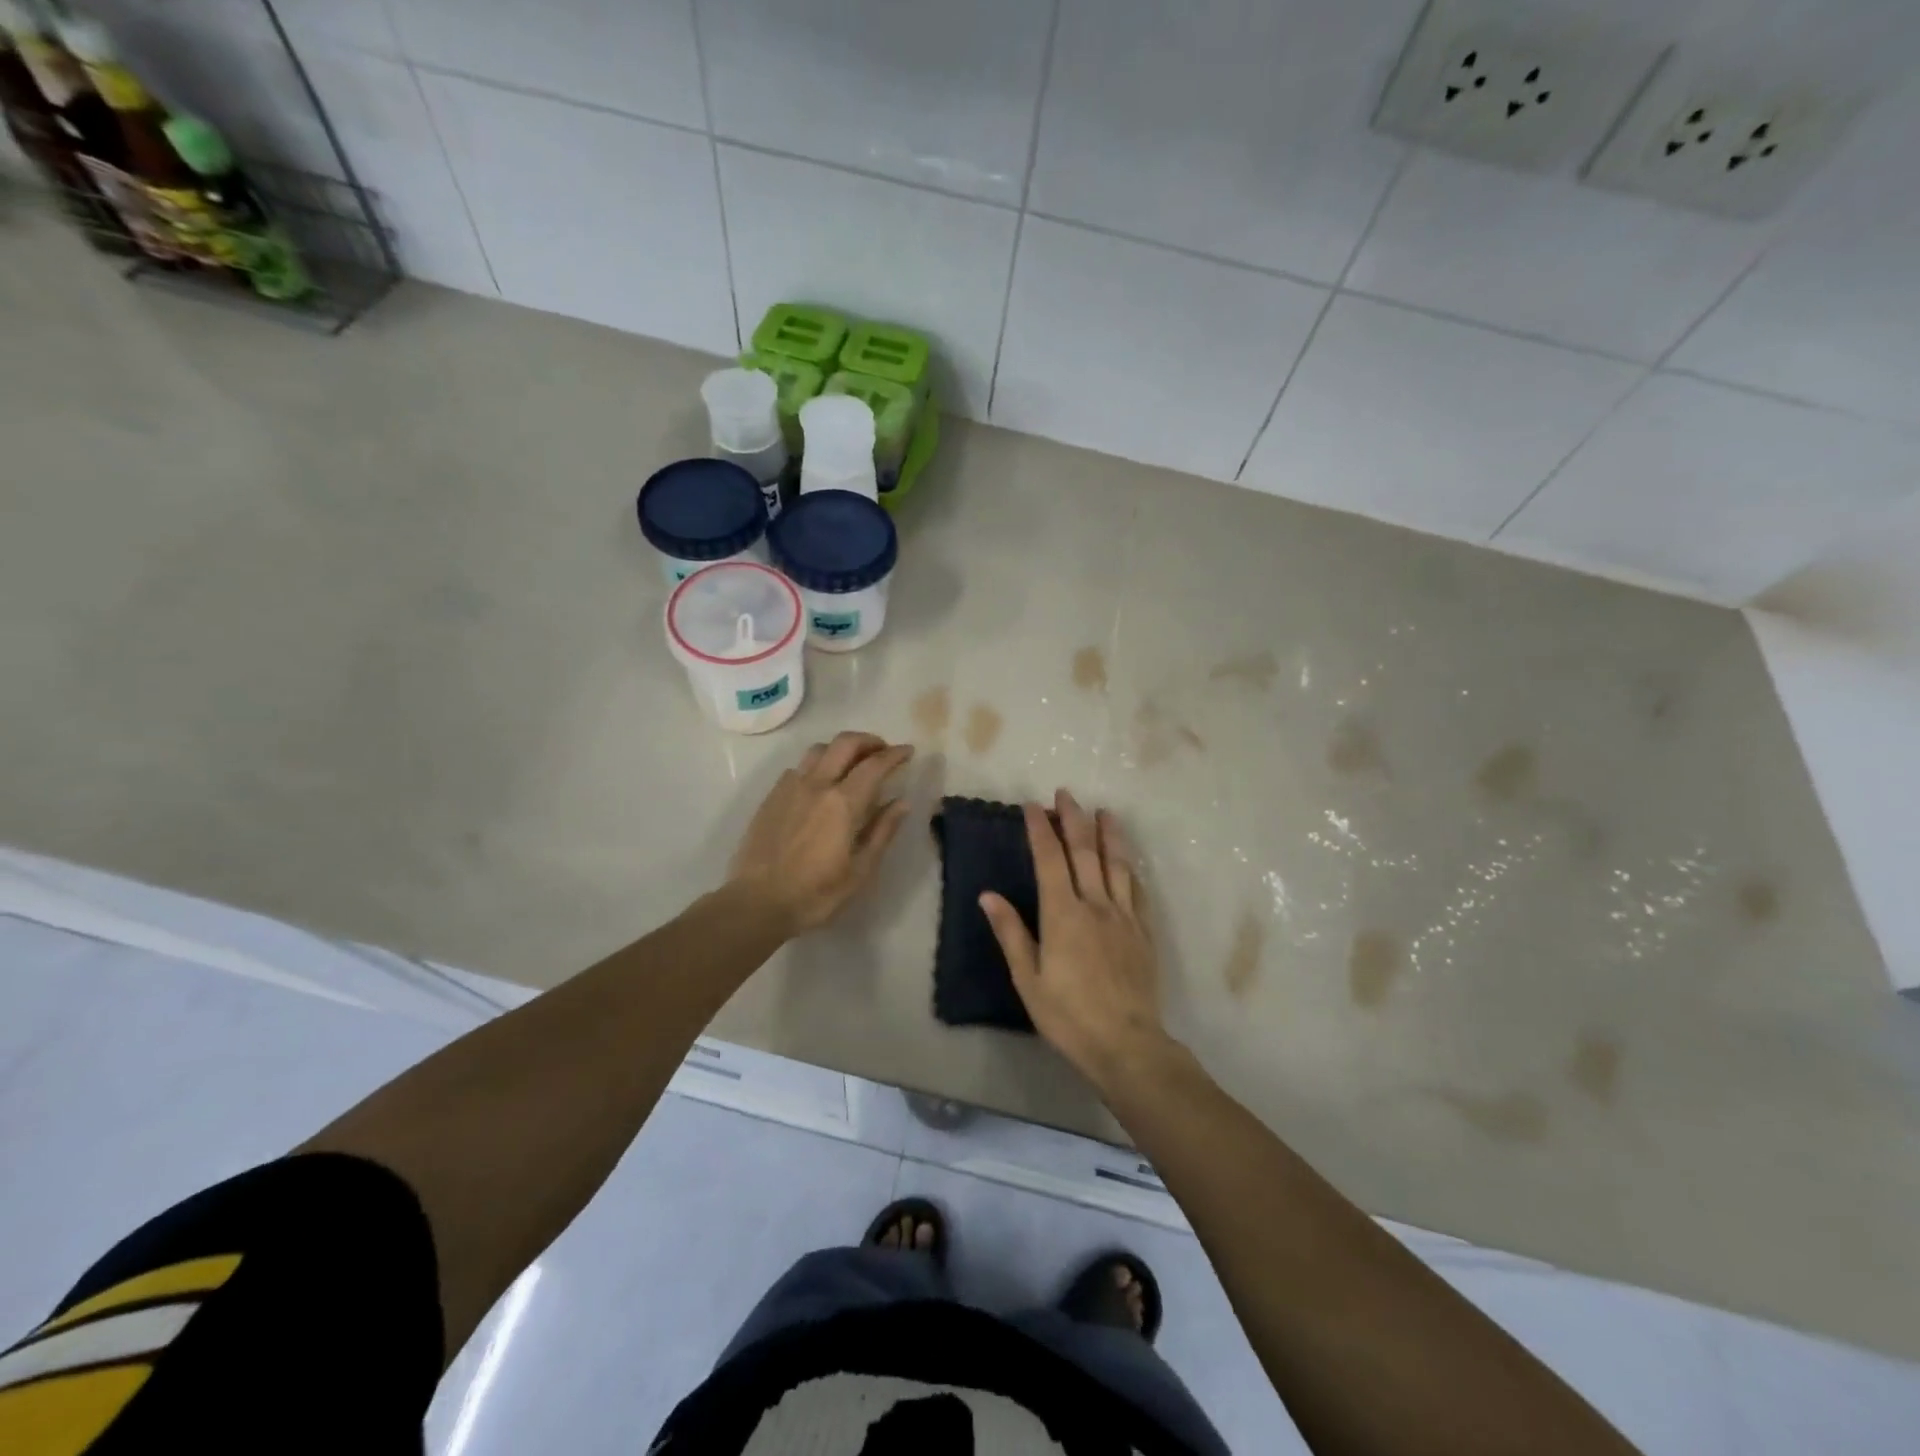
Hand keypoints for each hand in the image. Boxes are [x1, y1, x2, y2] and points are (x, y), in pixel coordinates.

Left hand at [729, 731, 913, 933]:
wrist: (756, 903)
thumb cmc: (815, 894)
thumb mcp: (860, 871)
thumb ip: (882, 831)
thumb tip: (902, 802)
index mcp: (843, 803)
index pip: (875, 765)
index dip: (895, 754)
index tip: (908, 751)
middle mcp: (817, 785)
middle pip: (845, 743)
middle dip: (869, 740)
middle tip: (883, 751)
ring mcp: (790, 788)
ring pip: (819, 749)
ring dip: (841, 748)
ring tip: (853, 763)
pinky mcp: (771, 797)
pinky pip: (798, 767)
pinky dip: (817, 765)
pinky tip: (820, 784)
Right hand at [979, 790, 1173, 1090]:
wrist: (1126, 1044)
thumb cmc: (1068, 1015)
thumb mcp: (1028, 979)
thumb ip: (1010, 933)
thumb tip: (988, 895)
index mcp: (1062, 914)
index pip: (1050, 859)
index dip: (1040, 829)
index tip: (1032, 806)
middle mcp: (1095, 905)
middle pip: (1085, 852)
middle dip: (1074, 819)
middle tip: (1066, 794)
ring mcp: (1123, 917)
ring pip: (1116, 865)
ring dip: (1109, 834)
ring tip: (1104, 812)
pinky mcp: (1143, 933)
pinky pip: (1136, 891)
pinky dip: (1129, 869)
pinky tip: (1128, 862)